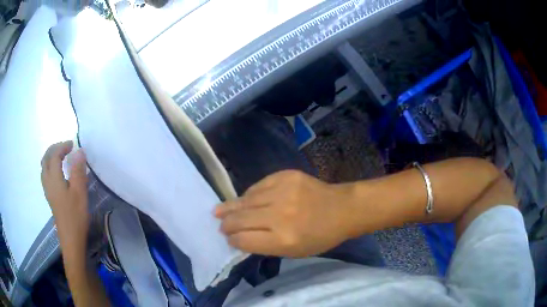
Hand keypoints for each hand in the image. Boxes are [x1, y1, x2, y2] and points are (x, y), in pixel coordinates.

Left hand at [41, 141, 89, 249]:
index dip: (62, 146)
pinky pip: (46, 175)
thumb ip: (78, 170)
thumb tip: (79, 151)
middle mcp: (47, 181)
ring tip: (61, 156)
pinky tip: (58, 172)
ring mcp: (47, 190)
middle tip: (65, 147)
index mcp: (53, 178)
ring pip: (44, 167)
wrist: (70, 239)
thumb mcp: (79, 192)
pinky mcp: (50, 197)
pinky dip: (50, 167)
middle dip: (54, 149)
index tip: (73, 144)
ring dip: (51, 157)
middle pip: (46, 158)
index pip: (54, 155)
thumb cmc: (75, 215)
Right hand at [215, 170, 356, 257]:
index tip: (228, 238)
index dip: (233, 240)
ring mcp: (282, 191)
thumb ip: (264, 245)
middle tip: (219, 224)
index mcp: (283, 239)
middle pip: (240, 219)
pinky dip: (249, 195)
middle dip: (226, 224)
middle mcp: (280, 215)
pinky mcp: (285, 176)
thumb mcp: (294, 251)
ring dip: (231, 207)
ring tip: (219, 210)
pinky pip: (258, 186)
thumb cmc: (320, 236)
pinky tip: (244, 199)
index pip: (244, 240)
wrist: (342, 208)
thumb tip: (239, 238)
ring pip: (245, 200)